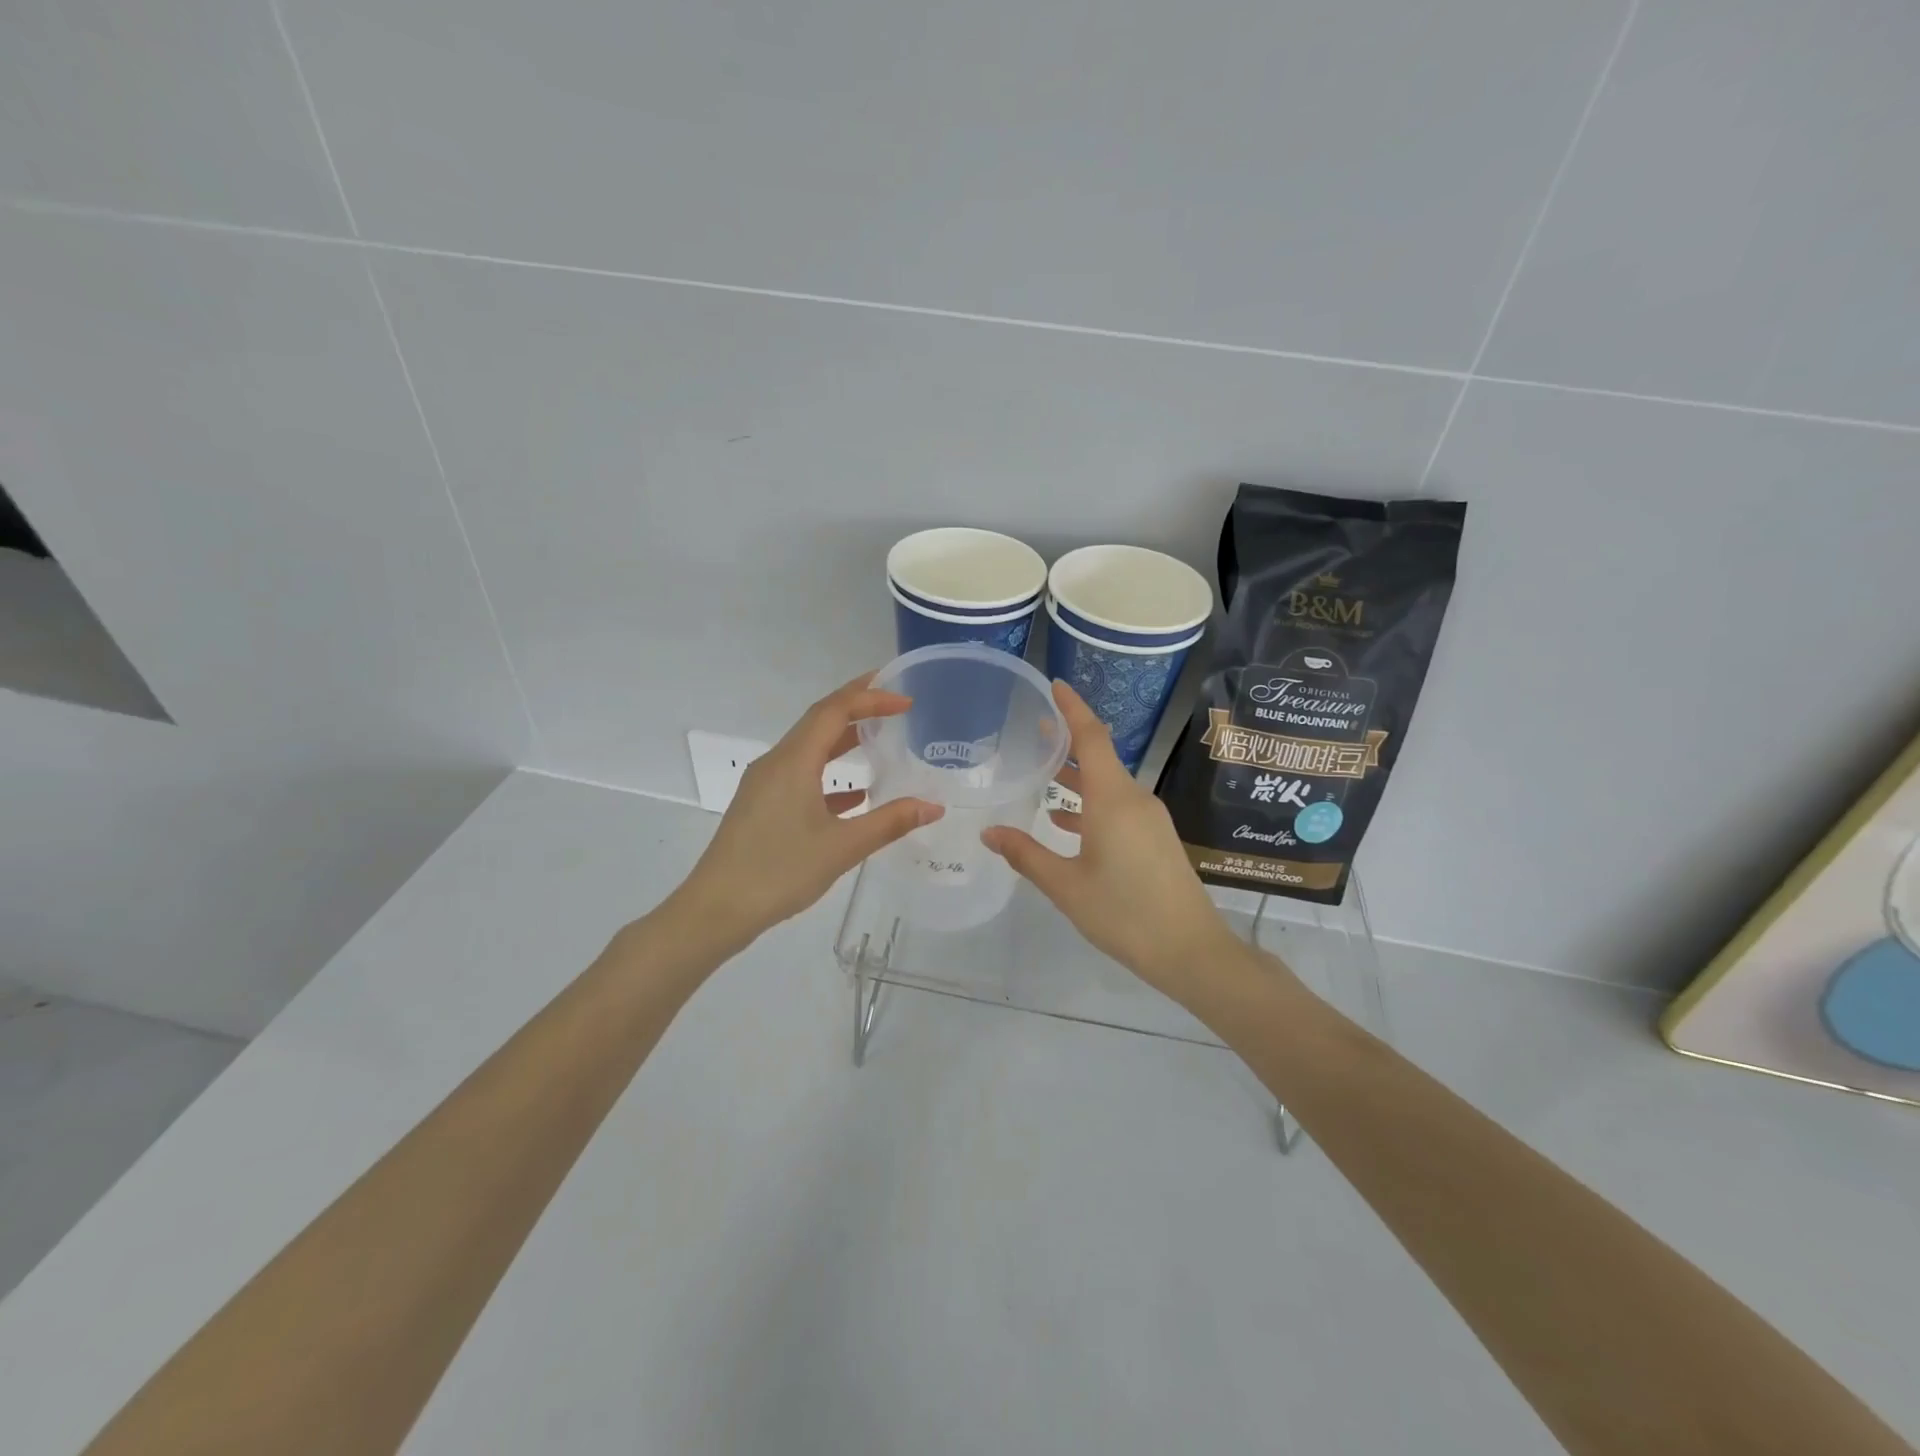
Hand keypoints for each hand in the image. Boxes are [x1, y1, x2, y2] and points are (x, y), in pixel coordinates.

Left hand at [677, 675, 941, 944]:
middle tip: (893, 702)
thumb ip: (890, 822)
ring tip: (878, 739)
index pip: (834, 711)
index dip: (870, 698)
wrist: (716, 909)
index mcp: (793, 762)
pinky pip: (800, 775)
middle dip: (856, 706)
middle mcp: (776, 763)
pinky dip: (829, 775)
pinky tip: (855, 795)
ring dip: (842, 740)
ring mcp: (765, 785)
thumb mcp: (842, 847)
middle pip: (819, 721)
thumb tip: (933, 806)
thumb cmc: (779, 871)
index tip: (904, 701)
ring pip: (808, 748)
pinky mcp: (761, 806)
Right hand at [982, 681, 1239, 996]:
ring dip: (1077, 779)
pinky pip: (1118, 807)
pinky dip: (1091, 806)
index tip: (1054, 686)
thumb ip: (1026, 854)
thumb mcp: (1066, 886)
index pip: (1092, 737)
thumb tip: (989, 832)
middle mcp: (1134, 799)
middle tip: (1032, 732)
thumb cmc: (1124, 913)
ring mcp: (1149, 819)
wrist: (1191, 951)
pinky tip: (1065, 823)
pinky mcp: (1155, 838)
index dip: (1072, 709)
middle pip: (1100, 758)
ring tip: (1041, 777)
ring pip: (1108, 785)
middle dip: (1067, 743)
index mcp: (1113, 800)